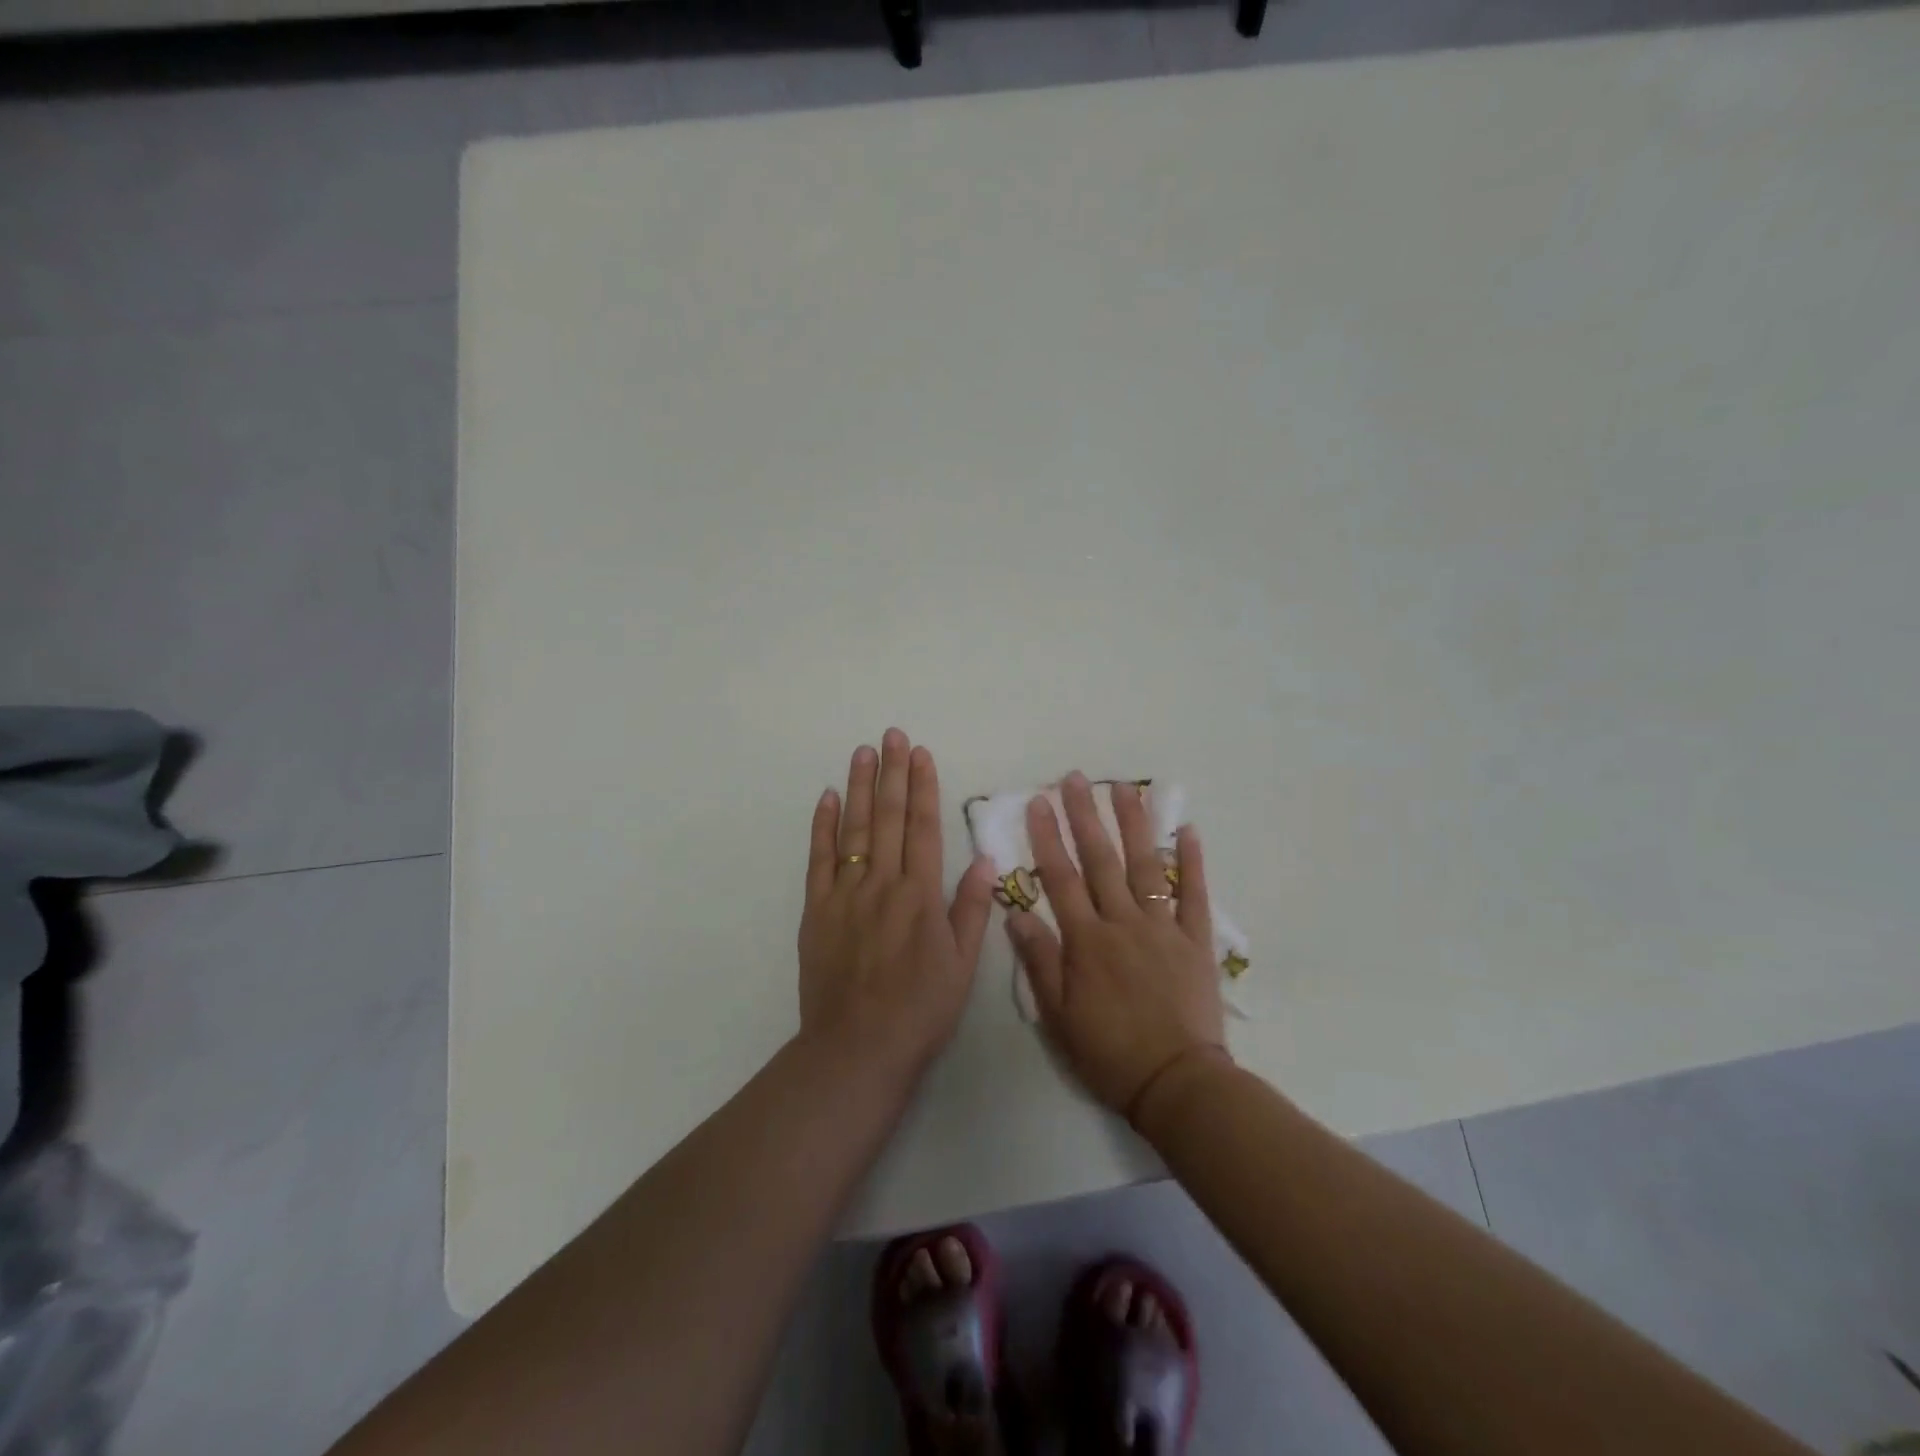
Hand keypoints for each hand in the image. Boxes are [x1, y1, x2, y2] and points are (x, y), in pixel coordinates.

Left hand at [798, 729, 995, 1080]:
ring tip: (864, 751)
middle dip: (892, 773)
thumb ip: (971, 909)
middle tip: (892, 735)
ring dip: (860, 787)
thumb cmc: (920, 1010)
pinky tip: (828, 797)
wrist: (857, 1048)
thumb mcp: (962, 965)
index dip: (923, 787)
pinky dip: (823, 826)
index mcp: (921, 895)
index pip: (923, 827)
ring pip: (854, 829)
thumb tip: (982, 860)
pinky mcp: (816, 910)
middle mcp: (883, 884)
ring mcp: (845, 894)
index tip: (921, 754)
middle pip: (887, 817)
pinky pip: (818, 859)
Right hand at [1006, 772, 1228, 1120]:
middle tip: (1075, 779)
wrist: (1176, 1083)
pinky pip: (1195, 895)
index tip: (1039, 802)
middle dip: (1085, 815)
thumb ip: (1039, 961)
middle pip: (1101, 860)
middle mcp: (1123, 923)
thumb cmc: (1109, 1053)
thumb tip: (1015, 913)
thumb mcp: (1058, 1016)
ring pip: (1145, 865)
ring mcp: (1163, 928)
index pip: (1060, 878)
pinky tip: (1187, 830)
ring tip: (1124, 787)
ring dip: (1134, 823)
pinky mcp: (1195, 941)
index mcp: (1086, 941)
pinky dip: (1192, 862)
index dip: (1047, 837)